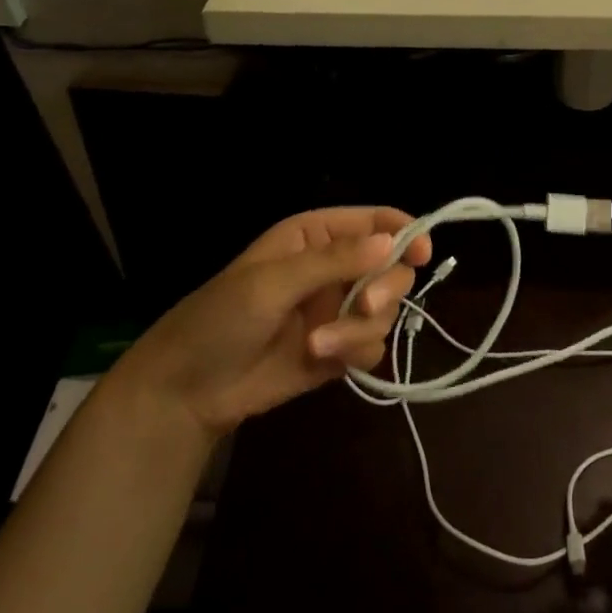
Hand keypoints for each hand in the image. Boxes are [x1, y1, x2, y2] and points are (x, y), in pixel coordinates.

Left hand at [110, 207, 432, 437]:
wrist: (189, 390)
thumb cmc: (221, 318)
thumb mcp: (272, 282)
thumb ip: (333, 261)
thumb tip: (392, 242)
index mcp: (315, 236)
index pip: (374, 222)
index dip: (403, 232)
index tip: (422, 253)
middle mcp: (334, 267)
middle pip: (391, 267)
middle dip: (383, 288)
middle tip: (363, 306)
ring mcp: (338, 309)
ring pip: (385, 310)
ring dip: (358, 329)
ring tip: (319, 345)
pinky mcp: (339, 349)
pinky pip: (373, 345)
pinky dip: (355, 353)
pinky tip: (322, 361)